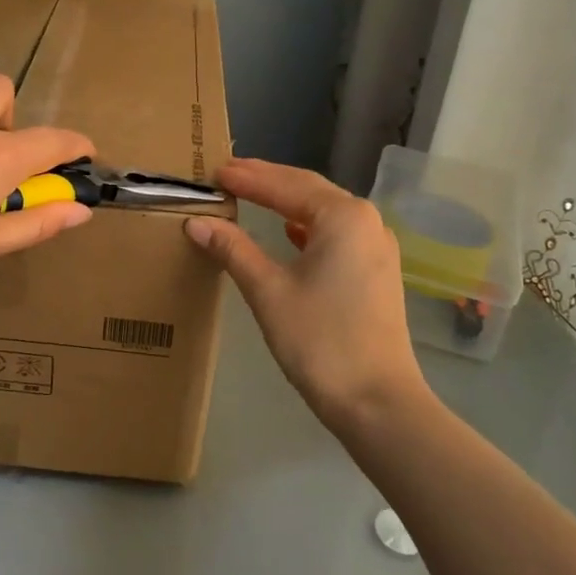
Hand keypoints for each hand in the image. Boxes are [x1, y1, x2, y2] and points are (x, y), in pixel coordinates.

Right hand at [184, 158, 427, 430]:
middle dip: (267, 180)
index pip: (286, 185)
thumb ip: (233, 249)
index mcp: (343, 216)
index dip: (247, 178)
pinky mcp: (377, 271)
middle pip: (309, 189)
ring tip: (251, 194)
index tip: (214, 171)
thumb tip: (197, 222)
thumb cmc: (320, 341)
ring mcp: (376, 246)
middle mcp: (366, 221)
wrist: (378, 403)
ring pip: (324, 210)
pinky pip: (336, 232)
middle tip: (228, 173)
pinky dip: (307, 225)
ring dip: (287, 201)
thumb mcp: (268, 291)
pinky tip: (290, 231)